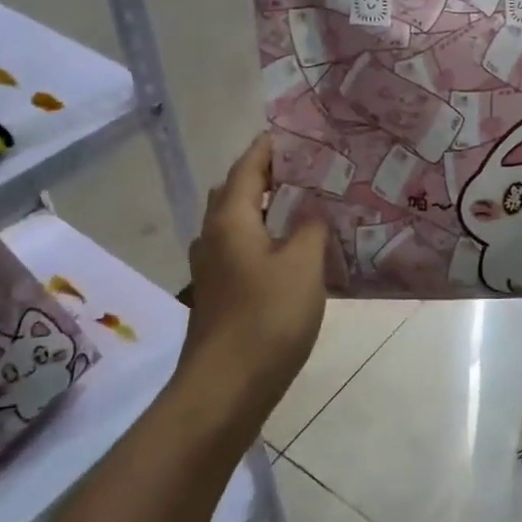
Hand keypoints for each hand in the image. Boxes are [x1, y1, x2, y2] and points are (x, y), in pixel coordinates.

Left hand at [179, 133, 327, 419]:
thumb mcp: (303, 265)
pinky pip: (239, 249)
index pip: (247, 167)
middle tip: (305, 170)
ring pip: (234, 223)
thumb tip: (311, 210)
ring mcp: (211, 268)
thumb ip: (310, 228)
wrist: (226, 387)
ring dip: (261, 209)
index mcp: (230, 220)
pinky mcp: (218, 294)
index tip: (296, 134)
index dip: (269, 148)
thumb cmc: (267, 318)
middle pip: (233, 192)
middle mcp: (213, 237)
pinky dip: (261, 238)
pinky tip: (289, 253)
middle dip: (264, 176)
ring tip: (300, 206)